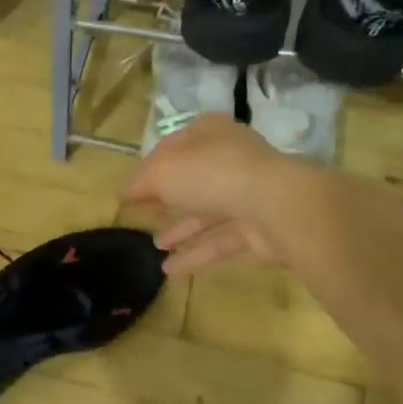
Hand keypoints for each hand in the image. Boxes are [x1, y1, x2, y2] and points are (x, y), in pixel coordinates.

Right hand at [122, 116, 301, 273]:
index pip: (173, 146)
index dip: (150, 166)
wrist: (277, 206)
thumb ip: (140, 182)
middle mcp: (229, 158)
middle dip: (168, 197)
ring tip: (155, 245)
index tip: (131, 189)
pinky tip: (169, 270)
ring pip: (207, 212)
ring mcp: (247, 194)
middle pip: (192, 178)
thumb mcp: (162, 171)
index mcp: (208, 133)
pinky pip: (219, 241)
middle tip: (144, 214)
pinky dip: (195, 254)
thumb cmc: (212, 174)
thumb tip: (125, 193)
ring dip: (180, 229)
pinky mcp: (257, 228)